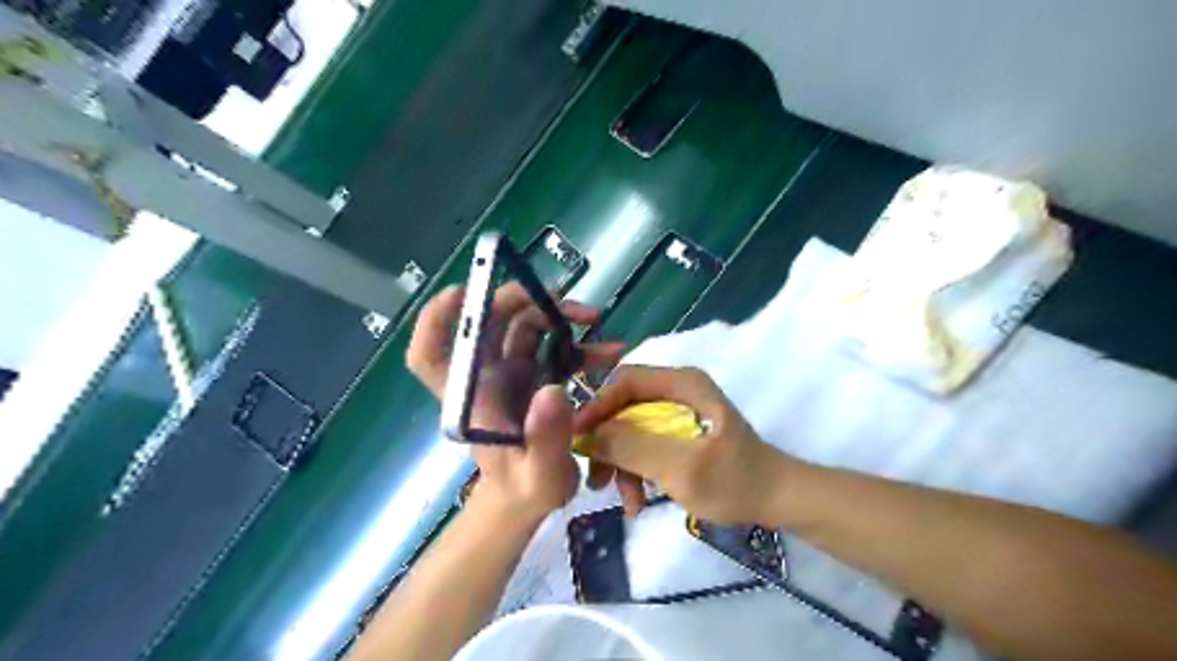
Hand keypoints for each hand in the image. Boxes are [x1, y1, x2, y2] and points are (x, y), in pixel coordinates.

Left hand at [406, 282, 624, 518]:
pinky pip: (551, 346)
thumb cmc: (525, 490)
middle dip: (519, 301)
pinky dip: (578, 342)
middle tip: (561, 300)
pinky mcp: (534, 376)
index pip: (430, 356)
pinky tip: (608, 349)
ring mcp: (509, 374)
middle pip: (486, 325)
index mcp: (471, 400)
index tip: (462, 294)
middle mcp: (484, 379)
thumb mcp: (541, 476)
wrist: (532, 497)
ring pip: (521, 326)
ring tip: (594, 317)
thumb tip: (553, 391)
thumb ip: (546, 439)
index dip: (436, 321)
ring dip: (555, 314)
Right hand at [572, 365, 793, 523]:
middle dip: (609, 443)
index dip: (597, 406)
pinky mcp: (679, 434)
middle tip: (596, 478)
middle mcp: (677, 390)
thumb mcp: (681, 467)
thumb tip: (589, 434)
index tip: (577, 439)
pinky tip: (639, 500)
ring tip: (627, 501)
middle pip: (624, 406)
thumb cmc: (734, 481)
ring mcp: (678, 412)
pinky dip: (637, 471)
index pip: (625, 380)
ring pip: (631, 429)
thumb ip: (634, 447)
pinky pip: (645, 445)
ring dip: (622, 464)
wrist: (777, 500)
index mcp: (682, 383)